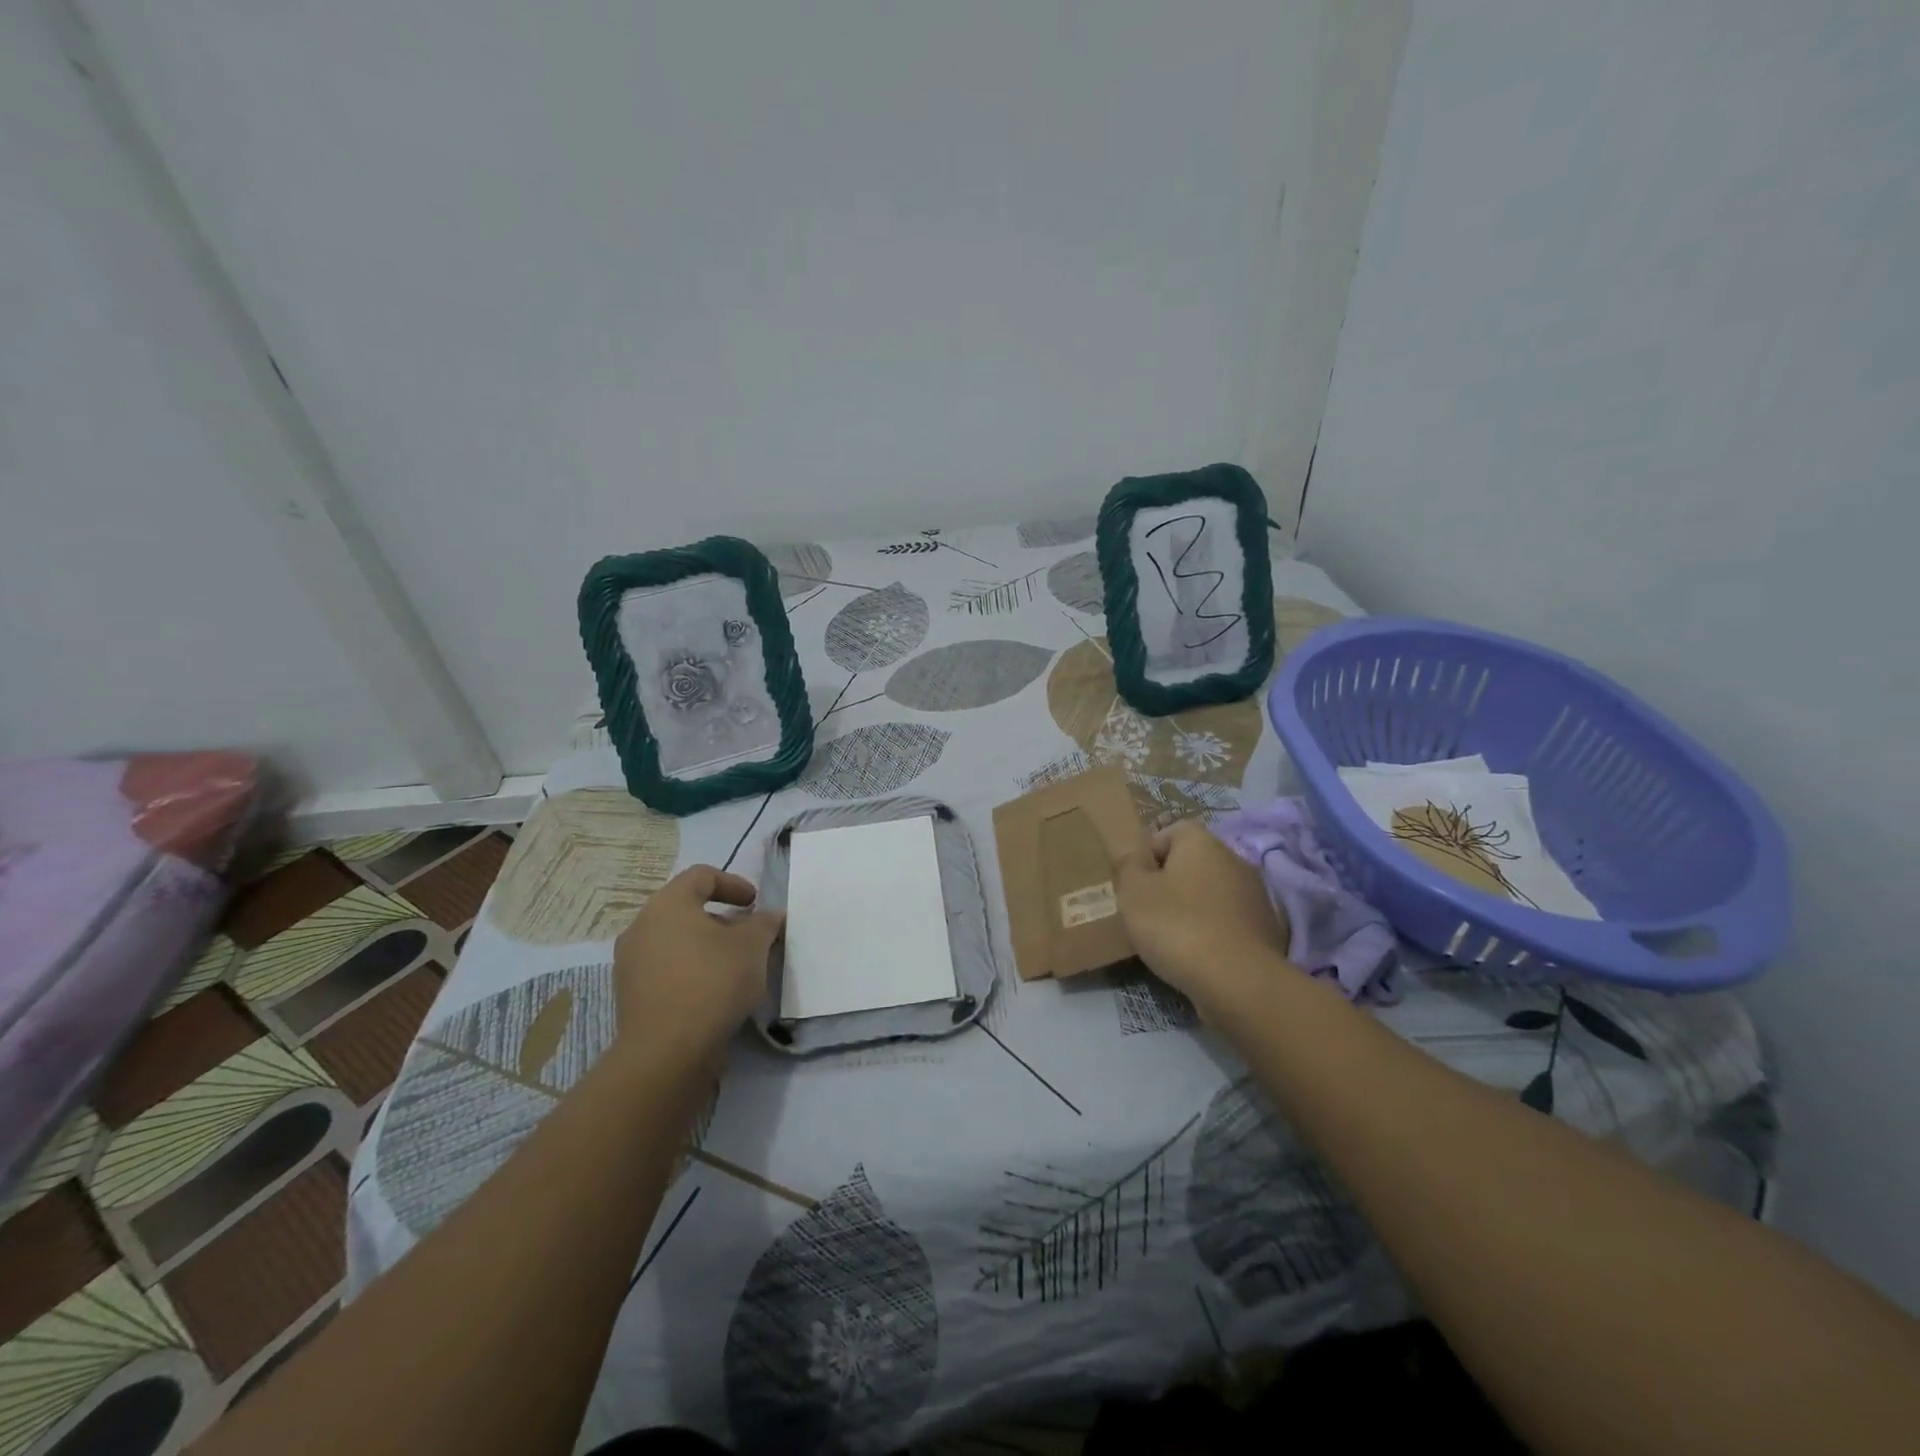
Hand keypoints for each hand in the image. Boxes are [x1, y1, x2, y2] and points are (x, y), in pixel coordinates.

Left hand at [611, 865, 783, 1060]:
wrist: (667, 1051)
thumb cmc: (713, 981)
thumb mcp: (753, 946)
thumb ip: (764, 923)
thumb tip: (770, 916)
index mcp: (668, 904)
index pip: (701, 876)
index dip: (733, 883)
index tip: (755, 903)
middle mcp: (641, 926)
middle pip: (685, 909)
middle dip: (721, 919)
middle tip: (748, 935)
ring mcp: (630, 964)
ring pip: (675, 942)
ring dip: (705, 947)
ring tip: (734, 967)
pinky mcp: (630, 997)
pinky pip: (666, 970)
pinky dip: (691, 971)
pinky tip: (714, 993)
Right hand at [1114, 820, 1290, 1018]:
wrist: (1238, 981)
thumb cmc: (1177, 926)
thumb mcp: (1133, 893)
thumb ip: (1127, 867)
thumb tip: (1132, 856)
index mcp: (1201, 842)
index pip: (1170, 832)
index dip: (1148, 855)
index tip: (1135, 884)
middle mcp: (1233, 859)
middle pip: (1193, 863)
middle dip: (1170, 883)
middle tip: (1148, 912)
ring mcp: (1255, 894)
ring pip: (1212, 893)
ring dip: (1193, 908)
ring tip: (1172, 938)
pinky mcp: (1266, 929)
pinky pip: (1229, 920)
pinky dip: (1213, 931)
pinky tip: (1199, 955)